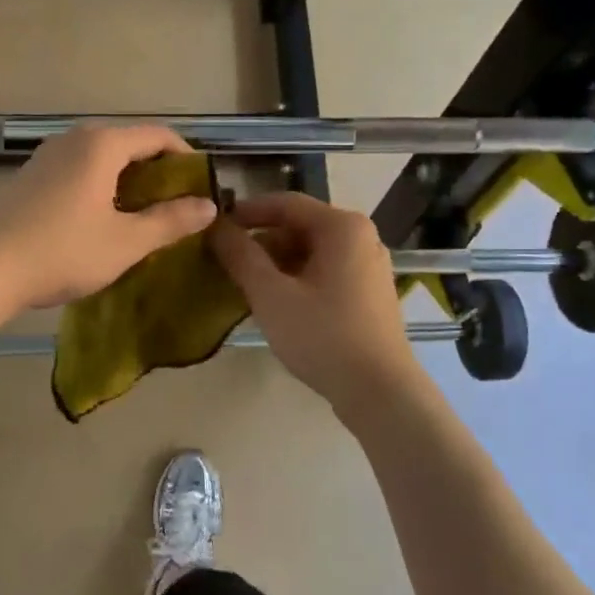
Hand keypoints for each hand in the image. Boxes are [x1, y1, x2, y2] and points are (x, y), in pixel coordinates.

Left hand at [0, 124, 217, 312]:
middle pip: (130, 143)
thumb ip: (170, 221)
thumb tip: (208, 206)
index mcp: (102, 145)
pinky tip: (101, 221)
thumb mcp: (126, 242)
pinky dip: (101, 186)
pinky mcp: (31, 175)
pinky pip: (79, 170)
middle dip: (157, 172)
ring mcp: (48, 155)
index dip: (187, 158)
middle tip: (175, 207)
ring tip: (142, 217)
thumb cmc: (62, 252)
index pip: (159, 136)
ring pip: (103, 158)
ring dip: (128, 181)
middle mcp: (75, 138)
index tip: (201, 188)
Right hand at [210, 193, 422, 408]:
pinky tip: (277, 304)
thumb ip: (241, 256)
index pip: (285, 203)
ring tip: (246, 286)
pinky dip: (298, 279)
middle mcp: (362, 237)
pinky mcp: (370, 293)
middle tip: (227, 263)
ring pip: (312, 252)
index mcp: (342, 227)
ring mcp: (369, 266)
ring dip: (277, 264)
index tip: (215, 227)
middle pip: (300, 227)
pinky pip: (326, 272)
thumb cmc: (323, 336)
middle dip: (261, 242)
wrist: (379, 391)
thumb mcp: (272, 295)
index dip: (246, 212)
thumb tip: (215, 226)